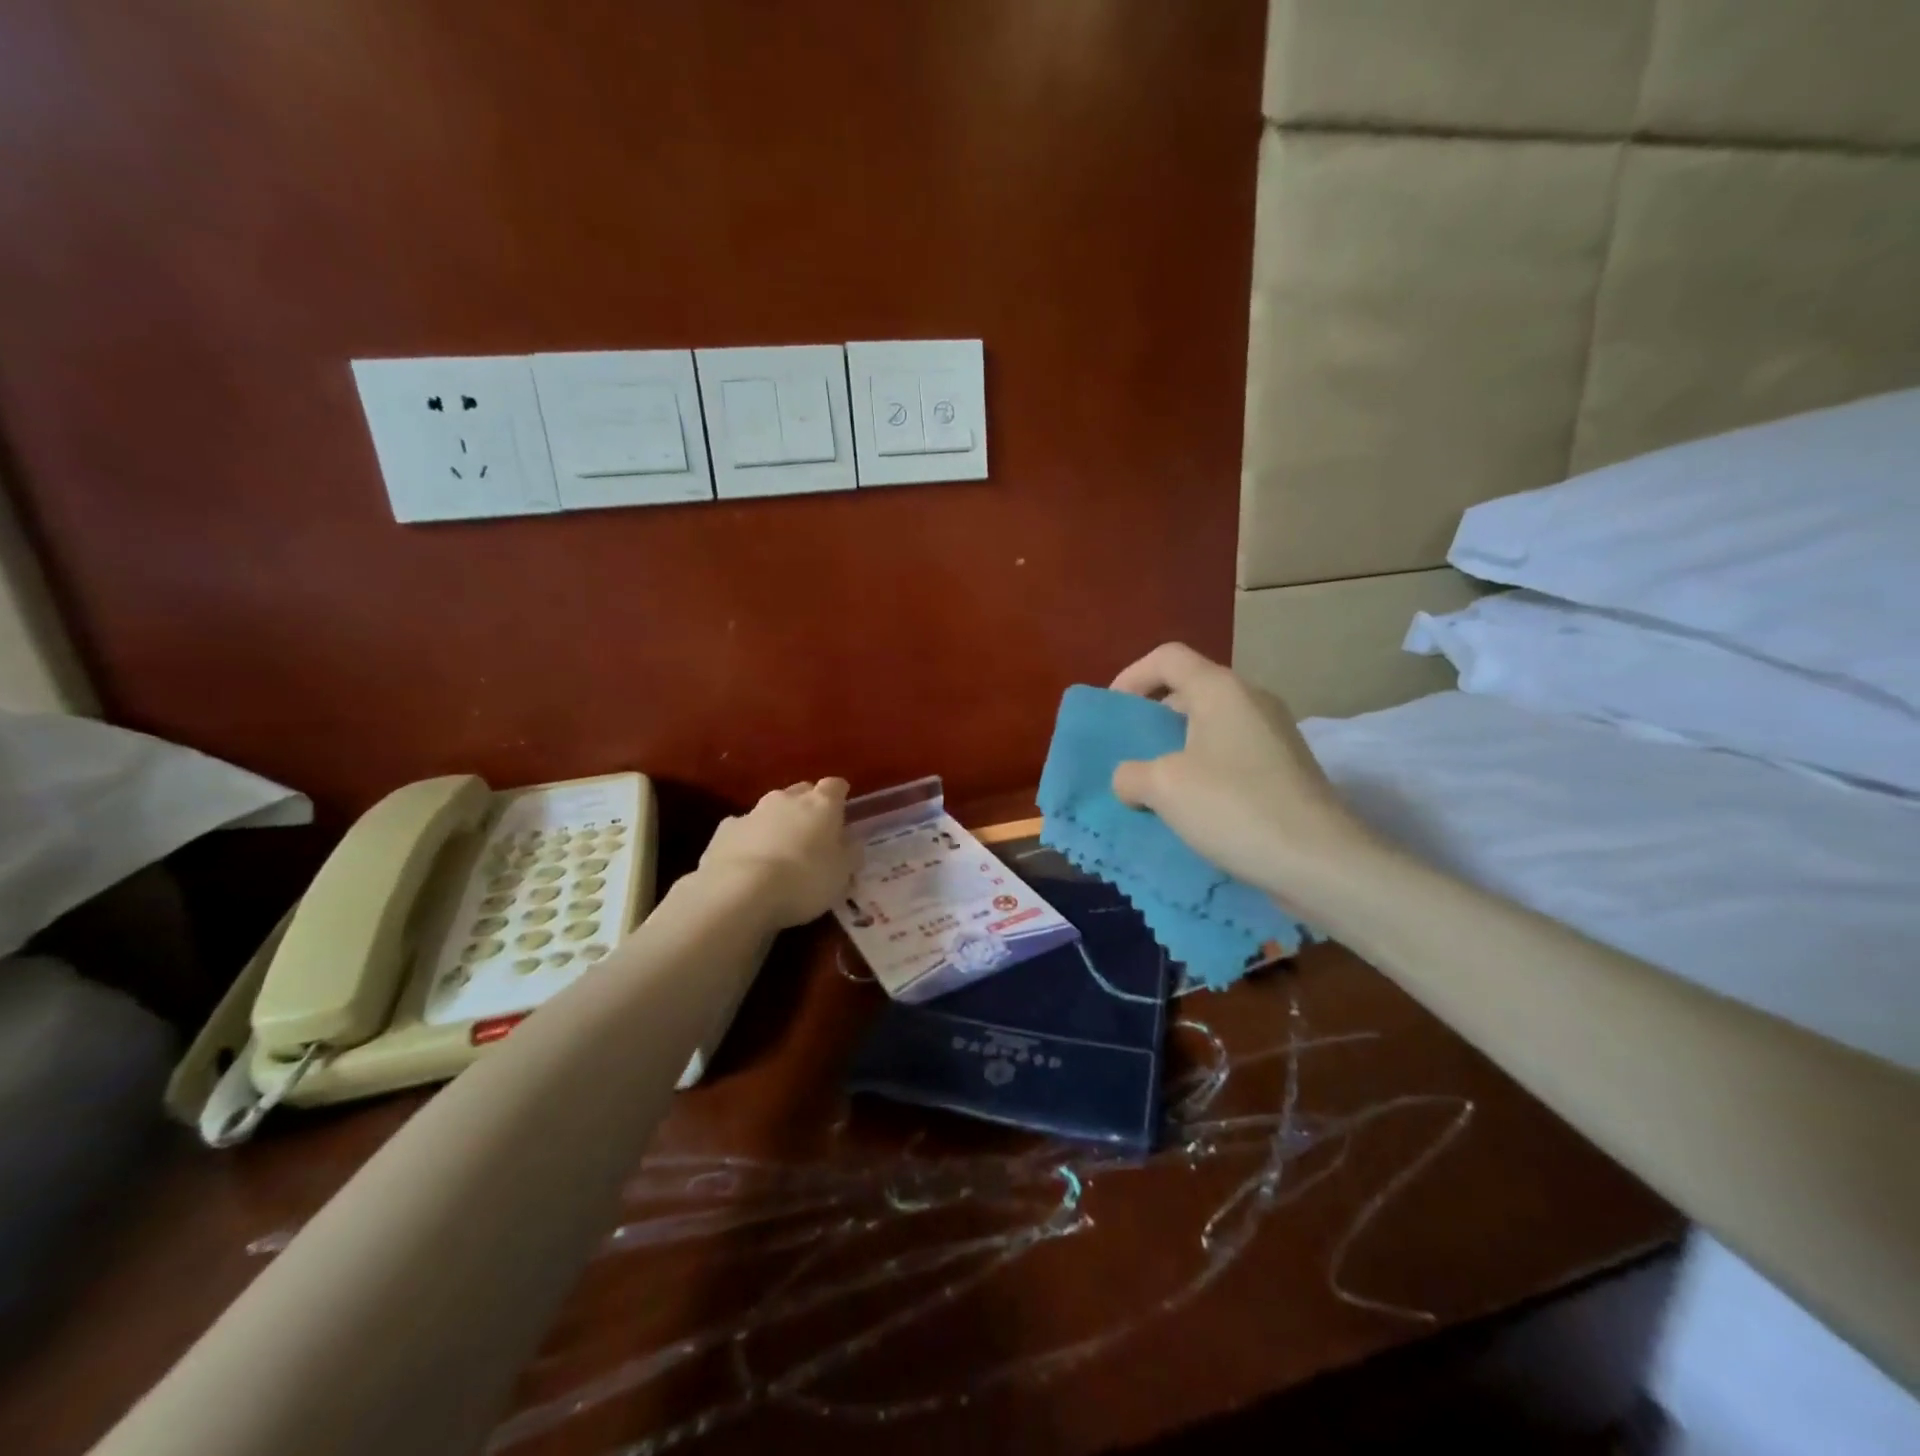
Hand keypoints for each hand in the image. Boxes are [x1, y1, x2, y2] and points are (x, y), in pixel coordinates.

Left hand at [700, 779, 853, 928]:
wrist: (740, 892)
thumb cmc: (804, 880)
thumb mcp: (841, 873)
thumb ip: (849, 853)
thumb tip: (851, 841)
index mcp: (821, 804)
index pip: (835, 786)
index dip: (839, 797)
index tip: (842, 813)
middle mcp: (787, 799)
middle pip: (801, 792)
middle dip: (807, 807)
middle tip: (812, 834)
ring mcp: (752, 812)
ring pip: (770, 809)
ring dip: (777, 823)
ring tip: (779, 852)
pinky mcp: (725, 830)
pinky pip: (743, 828)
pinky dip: (748, 838)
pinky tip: (748, 861)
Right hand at [1109, 644, 1375, 899]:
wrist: (1321, 861)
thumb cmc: (1234, 808)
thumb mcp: (1162, 788)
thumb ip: (1130, 774)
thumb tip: (1131, 780)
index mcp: (1221, 690)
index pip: (1167, 657)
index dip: (1131, 676)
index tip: (1112, 713)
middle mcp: (1251, 701)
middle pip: (1189, 691)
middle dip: (1151, 719)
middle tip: (1128, 754)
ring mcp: (1274, 735)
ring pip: (1210, 727)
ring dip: (1175, 750)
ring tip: (1152, 787)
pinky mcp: (1285, 769)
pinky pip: (1230, 755)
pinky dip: (1202, 771)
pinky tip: (1190, 808)